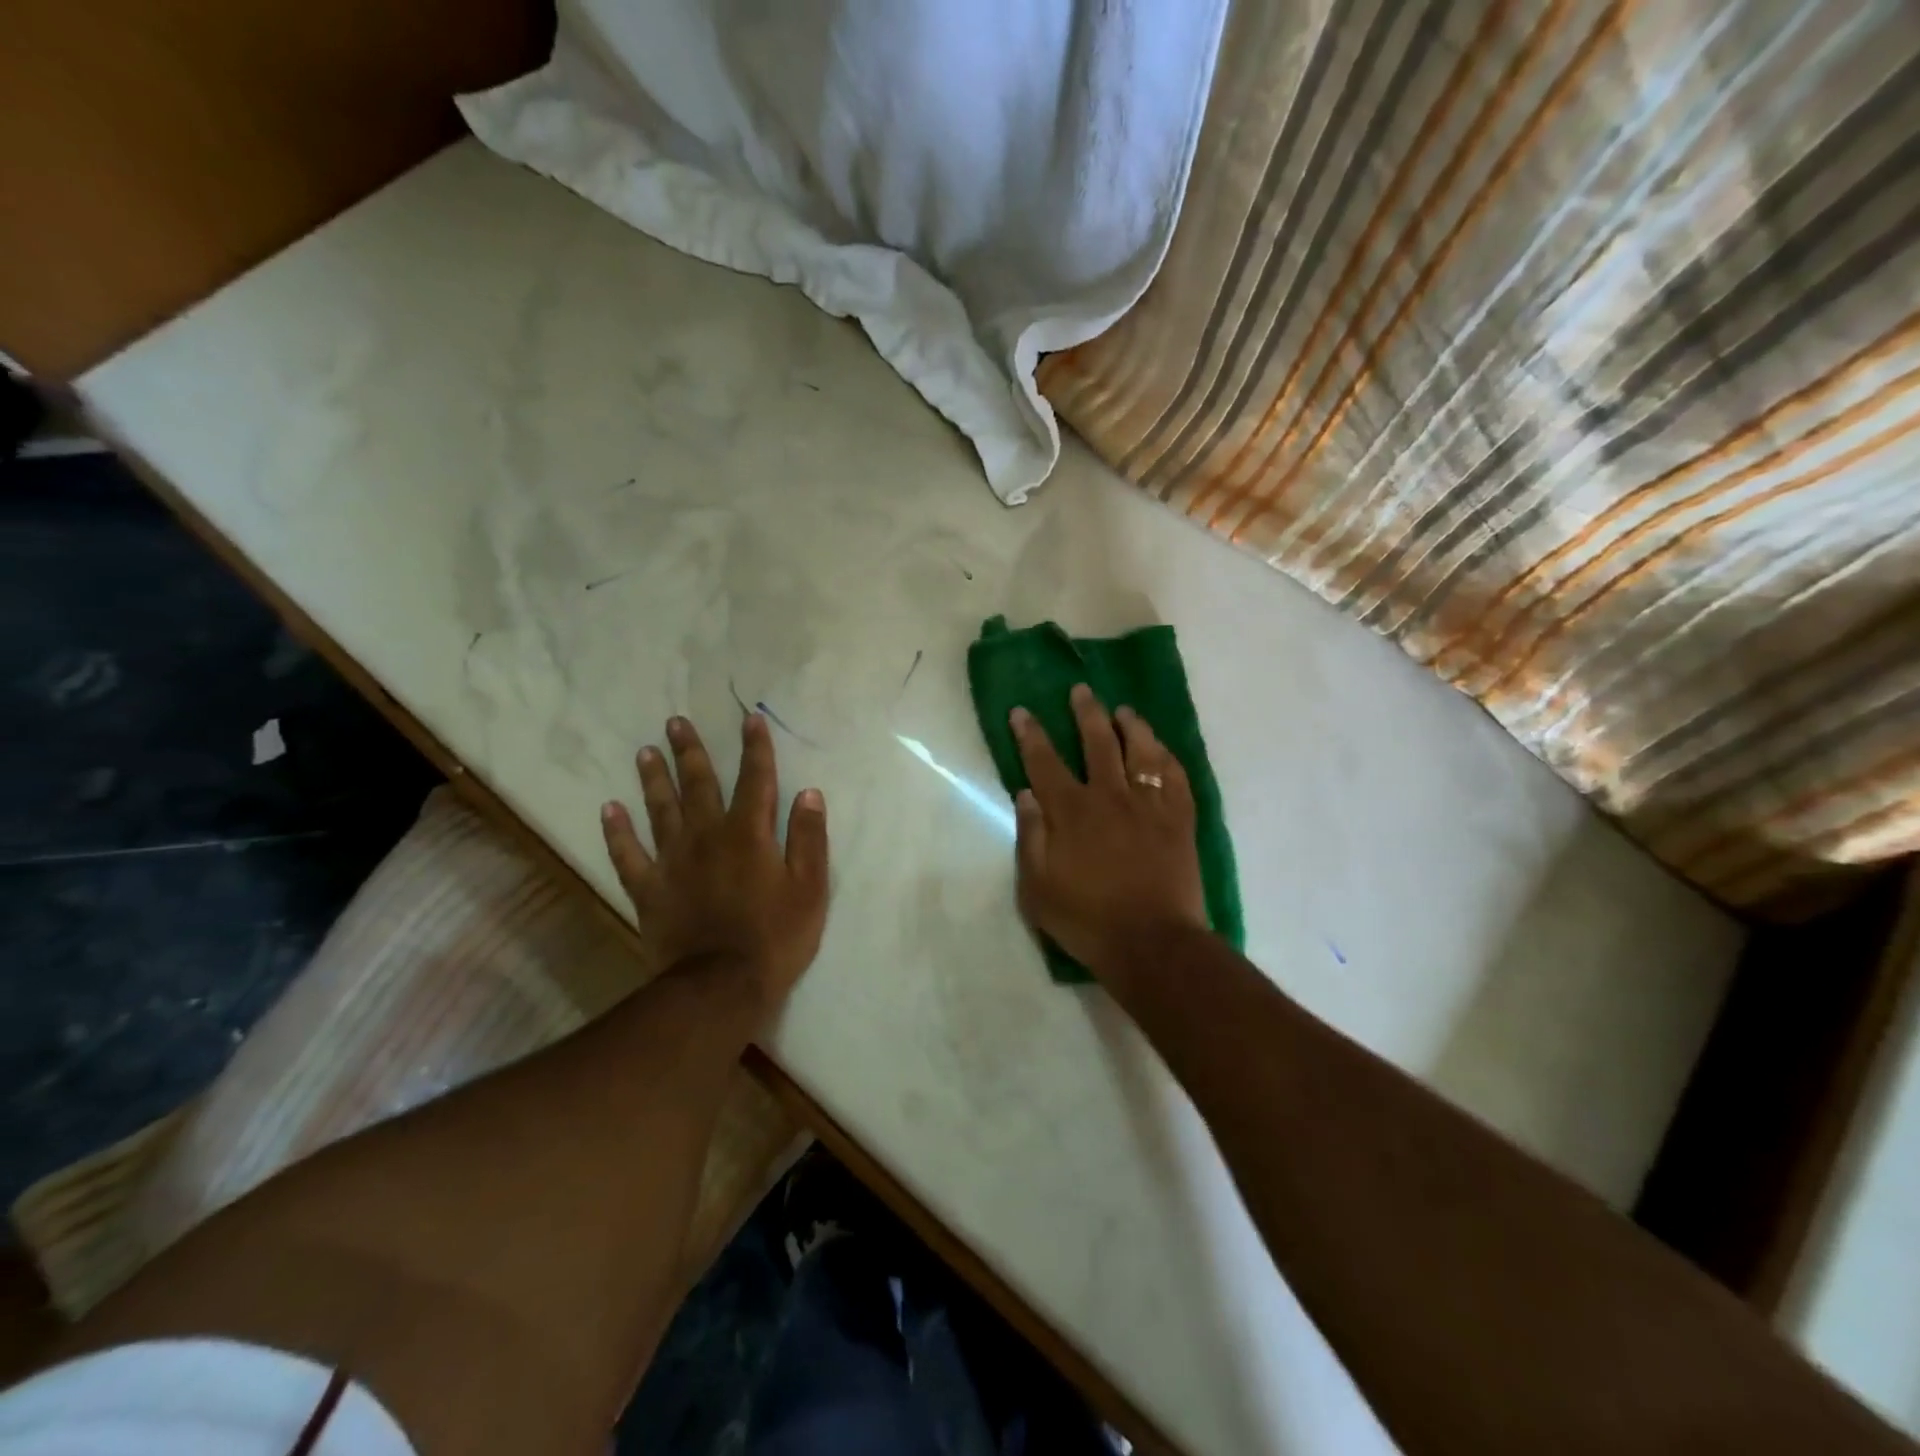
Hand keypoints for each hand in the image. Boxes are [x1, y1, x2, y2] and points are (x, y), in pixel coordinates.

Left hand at [601, 714, 829, 1010]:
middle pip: (699, 786)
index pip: (755, 780)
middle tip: (675, 722)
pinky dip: (617, 832)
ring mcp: (673, 863)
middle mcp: (707, 837)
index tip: (749, 718)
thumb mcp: (810, 889)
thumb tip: (808, 793)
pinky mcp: (649, 890)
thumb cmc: (776, 938)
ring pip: (660, 810)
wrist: (721, 987)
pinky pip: (628, 855)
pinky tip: (609, 809)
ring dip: (654, 780)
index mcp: (749, 835)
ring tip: (645, 752)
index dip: (755, 748)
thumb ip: (809, 839)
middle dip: (690, 752)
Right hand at [1011, 683, 1208, 976]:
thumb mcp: (1037, 887)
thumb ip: (1030, 836)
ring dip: (1131, 726)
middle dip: (1086, 713)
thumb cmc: (1086, 919)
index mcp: (1071, 812)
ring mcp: (1149, 806)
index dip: (1031, 734)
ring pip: (1142, 752)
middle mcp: (1110, 797)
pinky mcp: (1179, 820)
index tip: (1022, 711)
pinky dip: (1168, 757)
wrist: (1151, 943)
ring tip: (1124, 710)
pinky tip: (1162, 749)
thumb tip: (1025, 793)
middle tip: (1081, 690)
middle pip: (1097, 743)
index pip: (1044, 762)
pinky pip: (1176, 777)